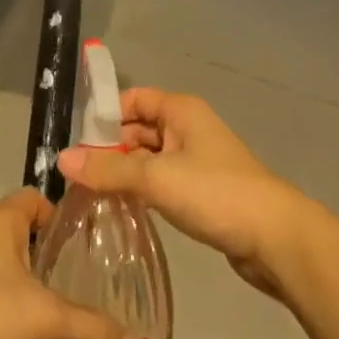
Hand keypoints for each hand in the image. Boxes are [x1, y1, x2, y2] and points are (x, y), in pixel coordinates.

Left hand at [0, 190, 145, 338]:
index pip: (39, 198)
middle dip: (53, 261)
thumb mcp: (43, 316)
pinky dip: (6, 319)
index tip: (93, 242)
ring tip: (64, 320)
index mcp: (3, 220)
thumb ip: (92, 330)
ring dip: (30, 293)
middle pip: (25, 237)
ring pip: (6, 273)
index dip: (66, 215)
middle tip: (88, 286)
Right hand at [58, 88, 313, 299]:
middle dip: (109, 149)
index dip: (104, 116)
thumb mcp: (156, 177)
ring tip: (90, 195)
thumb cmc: (216, 193)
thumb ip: (108, 169)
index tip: (76, 143)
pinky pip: (161, 182)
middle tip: (76, 176)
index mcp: (180, 110)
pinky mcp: (202, 191)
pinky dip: (141, 191)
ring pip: (148, 159)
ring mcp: (196, 161)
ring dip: (123, 173)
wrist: (276, 238)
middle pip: (137, 129)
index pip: (132, 99)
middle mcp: (188, 128)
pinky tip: (121, 209)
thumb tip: (61, 159)